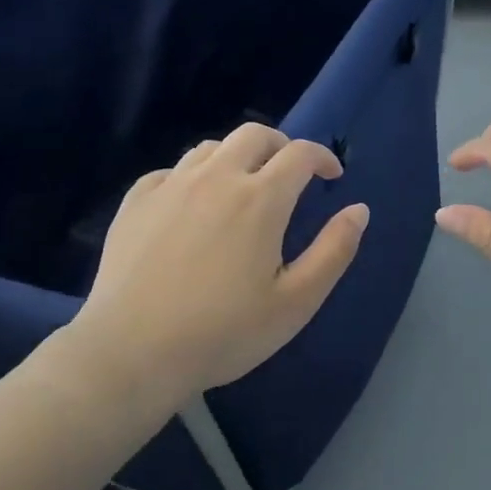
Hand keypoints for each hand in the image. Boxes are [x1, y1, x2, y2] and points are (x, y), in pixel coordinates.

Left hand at [69, 124, 368, 413]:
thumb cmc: (224, 333)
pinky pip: (172, 170)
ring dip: (237, 158)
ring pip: (212, 148)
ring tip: (242, 189)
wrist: (131, 354)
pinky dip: (194, 177)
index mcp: (261, 199)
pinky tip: (192, 206)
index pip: (300, 153)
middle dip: (281, 146)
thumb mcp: (296, 302)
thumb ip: (334, 251)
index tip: (332, 175)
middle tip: (289, 176)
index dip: (323, 156)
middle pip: (255, 135)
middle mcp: (217, 178)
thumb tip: (359, 209)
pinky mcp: (136, 201)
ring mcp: (171, 186)